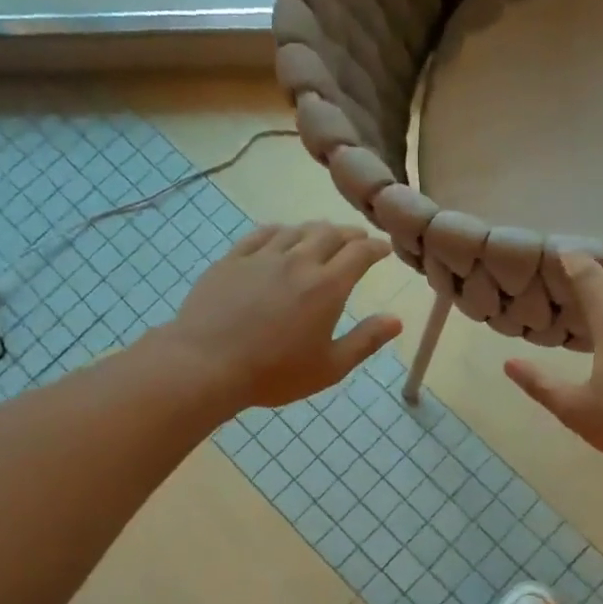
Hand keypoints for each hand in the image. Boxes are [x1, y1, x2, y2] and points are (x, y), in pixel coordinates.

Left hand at [165, 222, 402, 410]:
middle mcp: (298, 262)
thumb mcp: (330, 367)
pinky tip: (281, 236)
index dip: (375, 247)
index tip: (383, 249)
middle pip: (330, 234)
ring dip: (316, 230)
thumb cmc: (274, 373)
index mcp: (327, 287)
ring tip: (322, 236)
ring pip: (297, 230)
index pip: (360, 253)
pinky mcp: (233, 260)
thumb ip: (366, 341)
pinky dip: (280, 232)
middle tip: (357, 240)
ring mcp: (263, 257)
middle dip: (349, 234)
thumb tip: (397, 320)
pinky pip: (262, 235)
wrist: (206, 365)